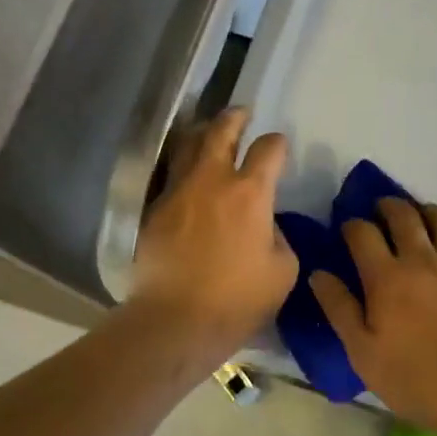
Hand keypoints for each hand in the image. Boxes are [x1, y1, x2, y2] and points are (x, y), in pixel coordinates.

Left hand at [129, 108, 298, 362]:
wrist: (174, 321)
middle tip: (241, 113)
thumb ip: (279, 237)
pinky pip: (171, 175)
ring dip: (203, 133)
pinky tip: (188, 174)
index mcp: (250, 192)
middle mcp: (212, 180)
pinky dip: (183, 166)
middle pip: (221, 131)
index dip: (277, 143)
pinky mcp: (154, 209)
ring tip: (210, 132)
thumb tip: (266, 224)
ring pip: (188, 145)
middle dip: (234, 118)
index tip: (279, 146)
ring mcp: (178, 191)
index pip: (268, 149)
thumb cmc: (237, 300)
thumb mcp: (282, 272)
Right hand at [310, 197, 436, 435]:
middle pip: (403, 215)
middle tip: (382, 210)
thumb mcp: (362, 352)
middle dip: (388, 206)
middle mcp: (422, 258)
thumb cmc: (414, 377)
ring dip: (429, 211)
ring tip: (423, 217)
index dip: (352, 225)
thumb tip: (319, 274)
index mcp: (386, 276)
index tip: (348, 229)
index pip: (362, 232)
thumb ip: (339, 308)